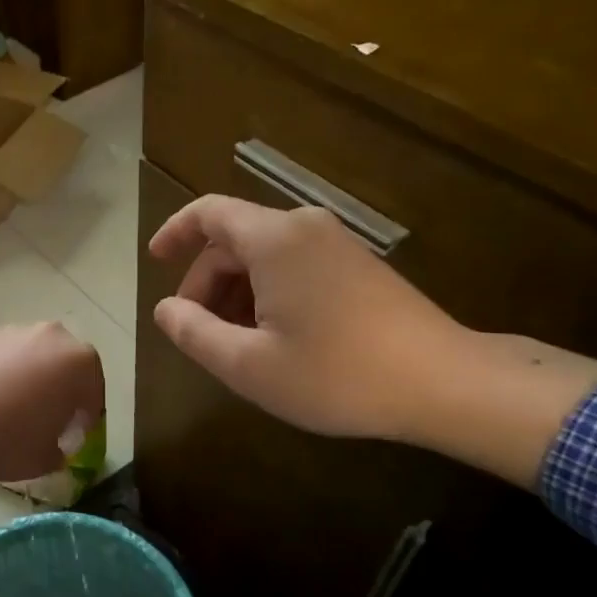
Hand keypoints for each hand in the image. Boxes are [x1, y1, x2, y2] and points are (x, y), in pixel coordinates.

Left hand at [0, 322, 104, 484]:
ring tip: (13, 411)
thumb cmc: (6, 441)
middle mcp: (50, 335)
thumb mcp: (46, 458)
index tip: (73, 437)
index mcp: (78, 361)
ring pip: (33, 356)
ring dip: (31, 378)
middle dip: (61, 389)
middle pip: (65, 364)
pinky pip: (3, 357)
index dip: (85, 417)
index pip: (94, 389)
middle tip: (48, 420)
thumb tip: (56, 443)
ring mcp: (11, 331)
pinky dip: (2, 374)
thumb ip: (62, 448)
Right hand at [148, 195, 470, 440]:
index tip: (154, 259)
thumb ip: (194, 333)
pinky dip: (268, 292)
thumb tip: (166, 309)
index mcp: (273, 239)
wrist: (443, 382)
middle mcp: (304, 227)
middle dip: (206, 281)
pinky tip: (275, 338)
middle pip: (234, 239)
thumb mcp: (248, 365)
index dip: (174, 232)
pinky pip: (295, 265)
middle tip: (196, 331)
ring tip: (235, 343)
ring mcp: (337, 244)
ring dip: (237, 291)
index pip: (208, 213)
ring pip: (265, 255)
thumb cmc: (336, 373)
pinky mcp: (359, 266)